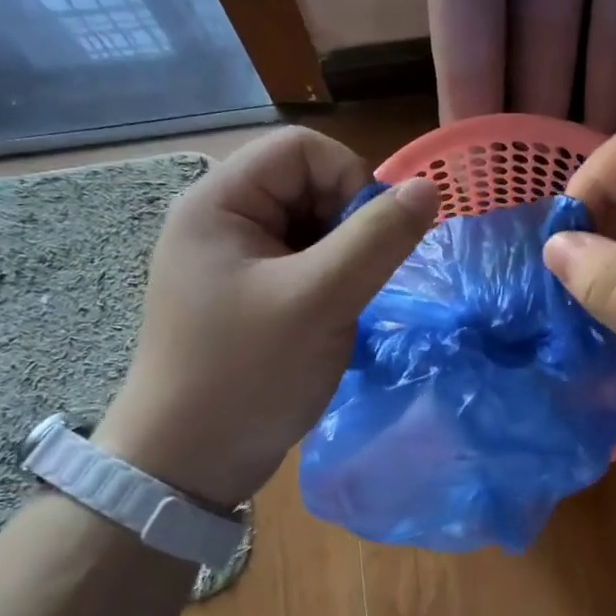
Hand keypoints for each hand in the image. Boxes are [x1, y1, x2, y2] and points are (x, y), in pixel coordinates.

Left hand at [95, 128, 438, 505]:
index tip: (371, 238)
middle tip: (356, 280)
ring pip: (310, 226)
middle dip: (346, 225)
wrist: (187, 465)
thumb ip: (378, 239)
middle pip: (306, 184)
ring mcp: (230, 260)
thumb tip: (428, 188)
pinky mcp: (244, 294)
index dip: (349, 178)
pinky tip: (328, 319)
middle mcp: (219, 220)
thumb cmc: (247, 374)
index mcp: (218, 202)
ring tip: (341, 305)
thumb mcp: (321, 301)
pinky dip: (327, 281)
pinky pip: (301, 263)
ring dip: (341, 258)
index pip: (301, 149)